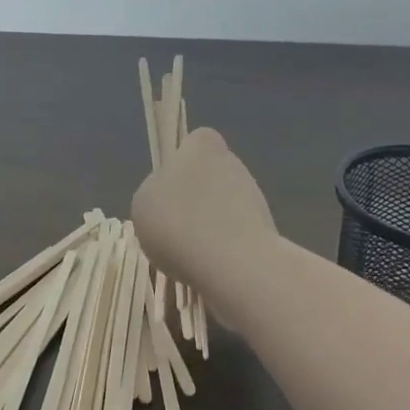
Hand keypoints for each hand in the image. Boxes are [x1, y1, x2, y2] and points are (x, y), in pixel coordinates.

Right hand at [131, 127, 278, 320]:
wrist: (234, 266)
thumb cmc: (179, 223)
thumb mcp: (143, 203)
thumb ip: (155, 192)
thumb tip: (168, 200)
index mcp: (203, 145)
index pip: (194, 142)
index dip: (181, 163)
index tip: (168, 190)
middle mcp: (233, 163)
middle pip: (209, 176)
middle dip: (196, 198)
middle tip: (174, 226)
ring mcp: (255, 196)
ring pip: (224, 206)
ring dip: (210, 225)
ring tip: (189, 253)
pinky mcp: (267, 231)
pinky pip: (235, 236)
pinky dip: (224, 249)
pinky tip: (209, 267)